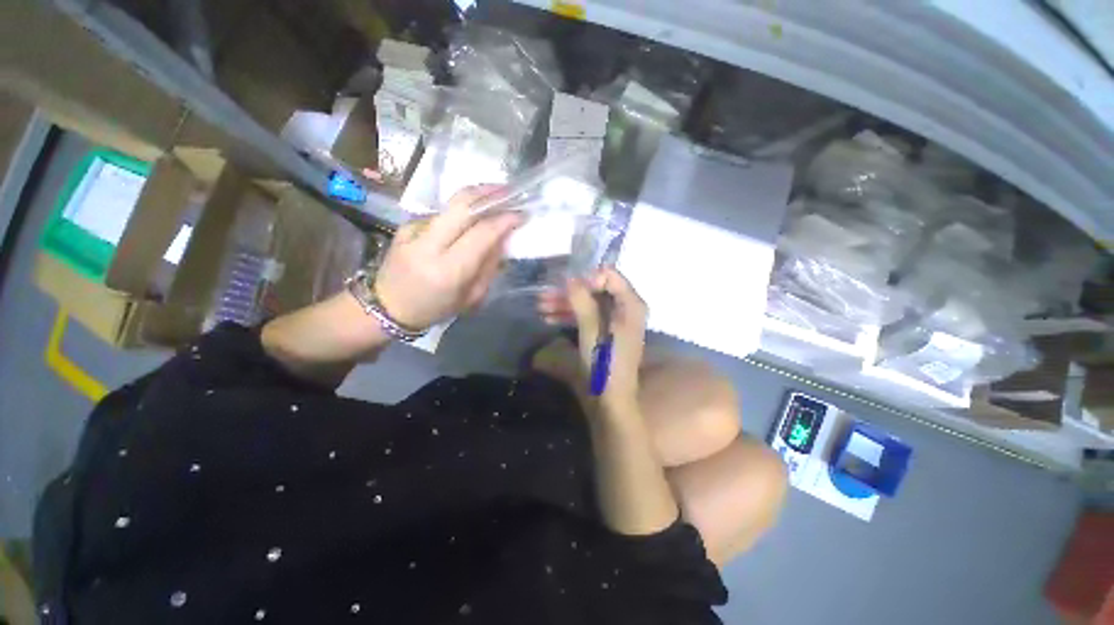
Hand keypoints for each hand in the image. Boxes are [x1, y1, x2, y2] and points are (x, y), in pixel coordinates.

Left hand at [375, 186, 522, 329]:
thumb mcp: (471, 297)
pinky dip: (460, 213)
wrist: (387, 307)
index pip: (481, 234)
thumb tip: (502, 238)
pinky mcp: (406, 225)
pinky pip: (442, 214)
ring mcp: (413, 231)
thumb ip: (489, 267)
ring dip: (476, 197)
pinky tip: (469, 219)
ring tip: (495, 196)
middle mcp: (428, 245)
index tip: (520, 213)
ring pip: (451, 204)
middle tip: (509, 191)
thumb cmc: (435, 309)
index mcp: (448, 270)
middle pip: (462, 205)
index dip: (504, 220)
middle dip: (490, 193)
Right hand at [540, 268, 648, 410]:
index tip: (565, 284)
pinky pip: (588, 317)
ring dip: (565, 303)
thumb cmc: (604, 363)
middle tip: (545, 294)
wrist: (610, 400)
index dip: (587, 277)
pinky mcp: (605, 333)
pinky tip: (549, 317)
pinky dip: (570, 316)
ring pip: (589, 304)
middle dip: (569, 291)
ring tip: (541, 306)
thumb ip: (582, 300)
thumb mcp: (591, 329)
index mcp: (631, 304)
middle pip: (596, 290)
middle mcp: (626, 309)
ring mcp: (615, 322)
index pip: (610, 276)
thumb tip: (570, 277)